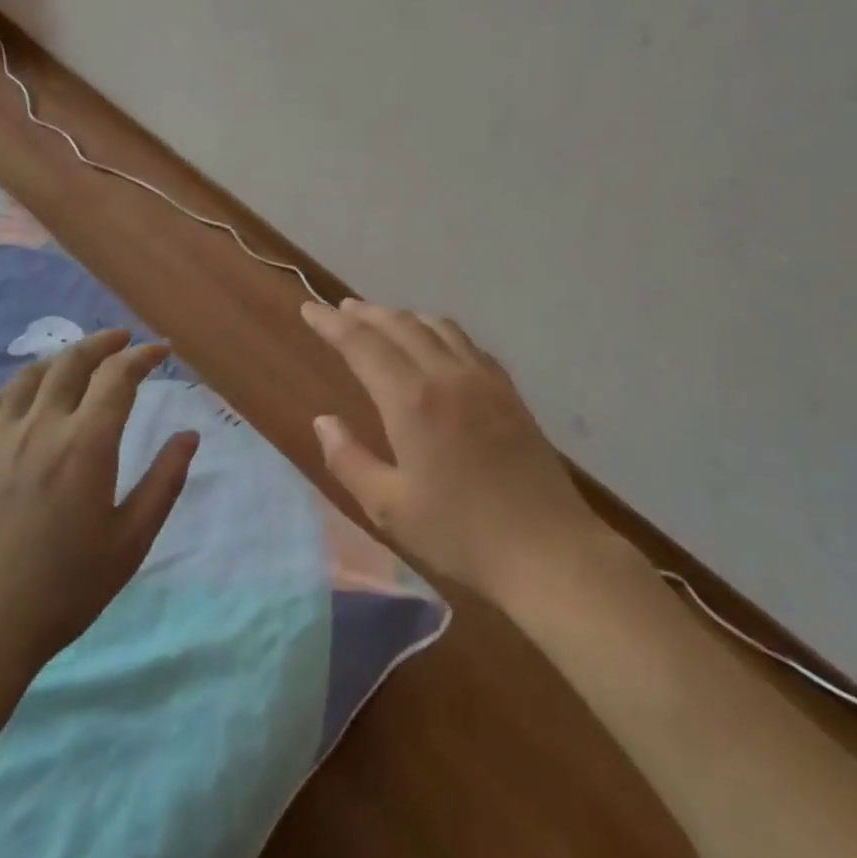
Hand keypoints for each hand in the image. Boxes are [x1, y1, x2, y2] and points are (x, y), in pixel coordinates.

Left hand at [0, 329, 197, 686]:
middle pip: (72, 363)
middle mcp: (42, 427)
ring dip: (60, 357)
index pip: (118, 377)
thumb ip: (164, 482)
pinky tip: (23, 393)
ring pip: (30, 376)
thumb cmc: (64, 590)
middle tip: (123, 339)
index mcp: (87, 444)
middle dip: (102, 343)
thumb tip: (188, 436)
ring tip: (78, 357)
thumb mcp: (130, 542)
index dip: (142, 356)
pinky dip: (16, 385)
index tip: (160, 351)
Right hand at [302, 299, 636, 605]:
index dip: (331, 324)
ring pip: (436, 326)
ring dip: (402, 317)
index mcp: (411, 400)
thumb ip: (349, 460)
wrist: (547, 549)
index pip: (362, 344)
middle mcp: (446, 375)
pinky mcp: (508, 391)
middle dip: (365, 313)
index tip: (309, 309)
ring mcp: (483, 379)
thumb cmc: (460, 533)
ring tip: (382, 319)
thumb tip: (324, 421)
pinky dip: (439, 331)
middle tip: (340, 308)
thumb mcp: (389, 507)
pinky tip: (436, 343)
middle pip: (399, 325)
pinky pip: (467, 343)